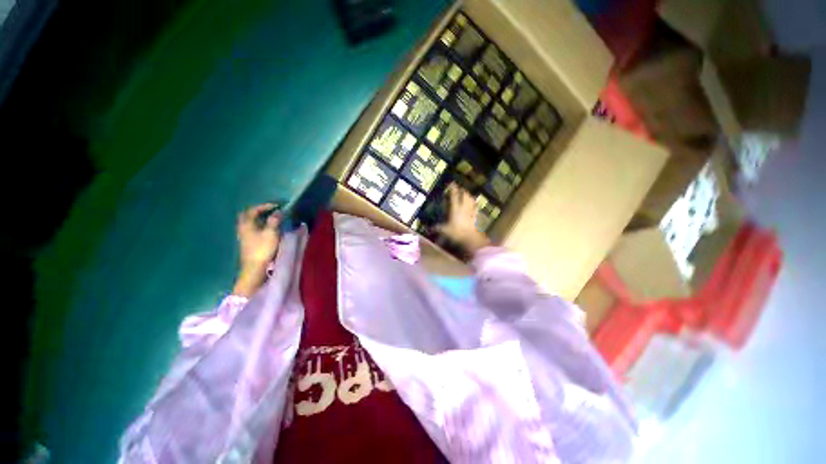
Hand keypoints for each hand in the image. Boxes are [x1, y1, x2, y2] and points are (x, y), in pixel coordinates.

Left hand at [233, 203, 280, 295]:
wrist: (255, 268)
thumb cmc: (263, 249)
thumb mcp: (271, 233)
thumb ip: (274, 220)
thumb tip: (278, 211)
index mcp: (247, 224)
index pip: (253, 210)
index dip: (265, 206)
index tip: (278, 206)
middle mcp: (243, 228)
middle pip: (248, 215)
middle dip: (259, 211)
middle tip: (271, 210)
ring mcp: (244, 236)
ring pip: (250, 222)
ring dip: (260, 219)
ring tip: (272, 219)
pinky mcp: (247, 242)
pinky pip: (252, 229)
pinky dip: (260, 225)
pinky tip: (268, 229)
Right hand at [437, 184, 490, 255]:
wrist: (471, 239)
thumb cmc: (456, 233)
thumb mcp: (444, 231)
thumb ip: (437, 228)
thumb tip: (428, 228)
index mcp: (455, 209)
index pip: (454, 196)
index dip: (453, 189)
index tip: (452, 183)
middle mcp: (464, 208)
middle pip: (465, 196)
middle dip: (462, 191)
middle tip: (460, 188)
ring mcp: (471, 212)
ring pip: (471, 200)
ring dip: (469, 196)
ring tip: (467, 194)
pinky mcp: (476, 217)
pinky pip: (475, 209)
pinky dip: (474, 205)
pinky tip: (474, 205)